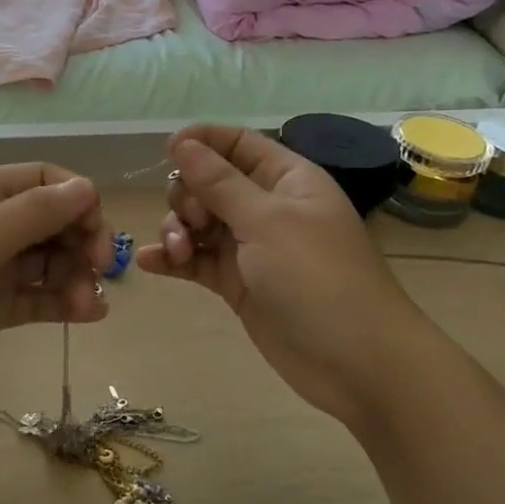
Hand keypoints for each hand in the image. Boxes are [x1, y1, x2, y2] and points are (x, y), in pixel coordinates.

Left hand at [0, 163, 113, 406]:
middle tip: (100, 273)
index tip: (98, 234)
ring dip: (73, 277)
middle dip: (79, 242)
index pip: (42, 180)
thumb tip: (87, 186)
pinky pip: (33, 295)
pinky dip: (60, 302)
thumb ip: (34, 212)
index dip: (77, 200)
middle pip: (49, 220)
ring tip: (88, 307)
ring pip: (45, 261)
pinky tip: (88, 315)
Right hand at [136, 124, 427, 424]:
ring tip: (178, 252)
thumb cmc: (317, 277)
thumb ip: (219, 183)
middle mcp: (266, 208)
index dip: (203, 141)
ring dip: (177, 230)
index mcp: (286, 179)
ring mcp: (251, 247)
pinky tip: (149, 262)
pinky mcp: (237, 283)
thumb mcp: (267, 222)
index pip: (238, 143)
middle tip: (195, 222)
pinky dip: (173, 259)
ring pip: (198, 222)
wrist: (356, 363)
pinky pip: (197, 260)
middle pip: (209, 183)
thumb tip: (182, 143)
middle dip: (188, 196)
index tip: (168, 150)